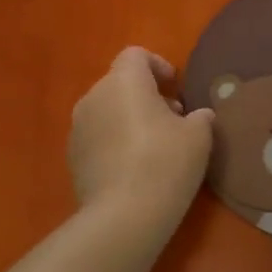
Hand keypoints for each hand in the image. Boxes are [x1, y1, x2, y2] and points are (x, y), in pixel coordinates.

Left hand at [69, 47, 213, 231]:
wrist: (123, 215)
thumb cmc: (166, 163)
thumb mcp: (199, 136)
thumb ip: (199, 117)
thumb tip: (198, 116)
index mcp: (124, 82)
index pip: (136, 55)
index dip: (158, 65)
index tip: (176, 87)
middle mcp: (94, 97)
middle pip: (120, 83)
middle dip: (146, 95)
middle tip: (172, 119)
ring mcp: (78, 128)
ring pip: (107, 110)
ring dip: (129, 118)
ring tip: (154, 145)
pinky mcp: (72, 157)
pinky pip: (97, 136)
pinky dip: (114, 141)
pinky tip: (134, 167)